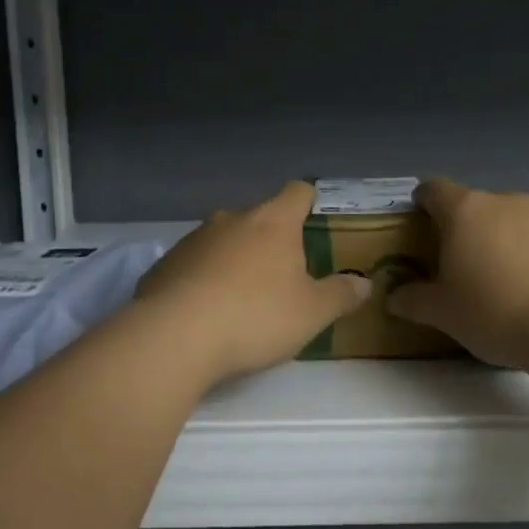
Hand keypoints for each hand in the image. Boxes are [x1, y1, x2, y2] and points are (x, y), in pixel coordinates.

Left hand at [136, 181, 370, 383]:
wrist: (173, 337)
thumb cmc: (255, 316)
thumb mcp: (312, 313)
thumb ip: (341, 295)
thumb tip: (364, 283)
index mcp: (273, 222)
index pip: (298, 192)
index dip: (309, 201)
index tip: (315, 218)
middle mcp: (232, 219)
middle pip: (259, 217)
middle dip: (272, 239)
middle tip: (283, 275)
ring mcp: (194, 239)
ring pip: (224, 239)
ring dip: (235, 258)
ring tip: (242, 297)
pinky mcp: (164, 264)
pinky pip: (194, 264)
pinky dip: (203, 279)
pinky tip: (205, 312)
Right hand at [385, 178, 528, 369]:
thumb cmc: (495, 310)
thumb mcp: (443, 313)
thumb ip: (412, 300)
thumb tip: (393, 297)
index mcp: (465, 210)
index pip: (434, 189)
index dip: (422, 201)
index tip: (416, 219)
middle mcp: (503, 202)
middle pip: (472, 205)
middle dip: (459, 227)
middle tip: (450, 261)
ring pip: (506, 221)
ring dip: (495, 240)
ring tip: (492, 279)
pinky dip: (525, 255)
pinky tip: (527, 289)